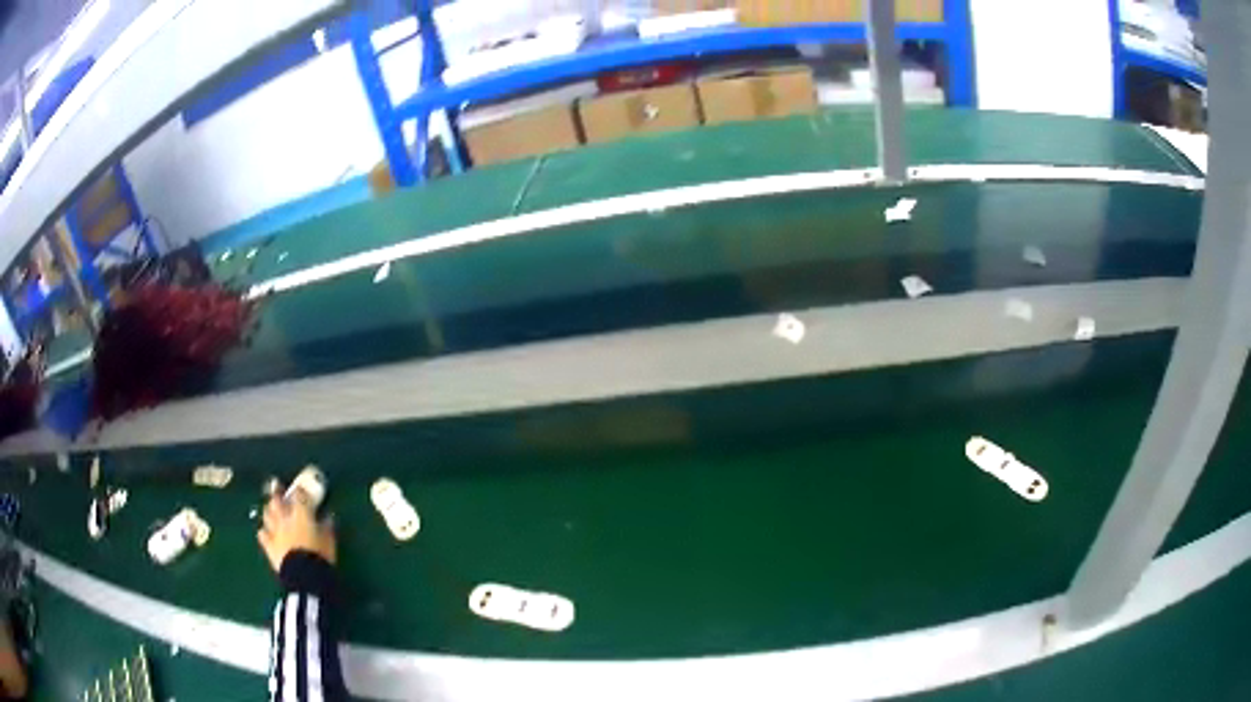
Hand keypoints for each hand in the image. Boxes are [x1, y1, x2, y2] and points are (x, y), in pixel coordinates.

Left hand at [257, 487, 335, 571]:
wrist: (304, 576)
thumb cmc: (319, 556)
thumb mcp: (329, 541)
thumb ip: (327, 526)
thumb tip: (328, 516)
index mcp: (301, 516)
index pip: (299, 497)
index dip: (299, 491)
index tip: (300, 489)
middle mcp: (285, 519)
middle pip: (277, 501)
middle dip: (276, 492)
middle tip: (275, 485)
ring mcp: (275, 532)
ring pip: (267, 514)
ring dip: (268, 509)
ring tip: (269, 506)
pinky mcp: (269, 546)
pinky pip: (262, 534)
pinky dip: (263, 531)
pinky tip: (264, 531)